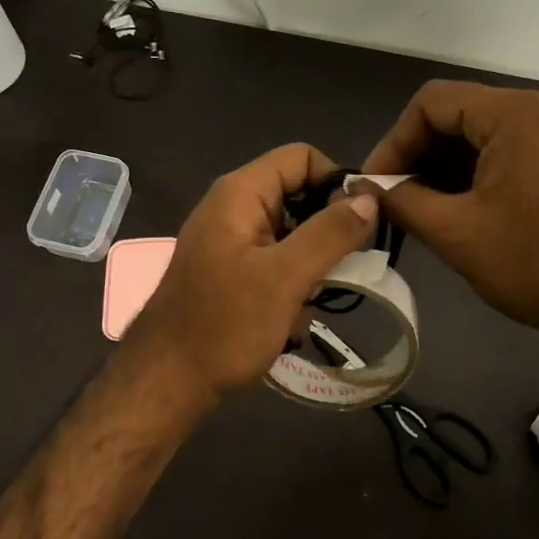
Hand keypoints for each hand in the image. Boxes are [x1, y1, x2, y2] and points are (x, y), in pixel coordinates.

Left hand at [126, 144, 377, 405]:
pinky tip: (292, 316)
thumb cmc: (226, 325)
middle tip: (341, 268)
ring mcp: (229, 240)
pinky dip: (292, 282)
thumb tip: (370, 198)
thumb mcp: (286, 277)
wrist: (168, 381)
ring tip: (311, 299)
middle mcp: (233, 207)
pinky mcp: (230, 270)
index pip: (302, 157)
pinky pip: (275, 260)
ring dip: (310, 263)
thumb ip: (330, 233)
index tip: (359, 223)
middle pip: (298, 194)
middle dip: (325, 230)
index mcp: (240, 193)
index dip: (336, 181)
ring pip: (291, 232)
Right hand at [363, 80, 538, 352]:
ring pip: (488, 137)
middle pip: (461, 115)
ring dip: (449, 169)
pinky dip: (482, 176)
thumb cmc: (536, 263)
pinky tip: (467, 212)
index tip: (375, 186)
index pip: (432, 103)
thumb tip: (362, 187)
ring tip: (426, 212)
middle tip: (395, 201)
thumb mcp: (456, 233)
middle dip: (421, 156)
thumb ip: (401, 201)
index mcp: (515, 113)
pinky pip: (516, 154)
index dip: (394, 142)